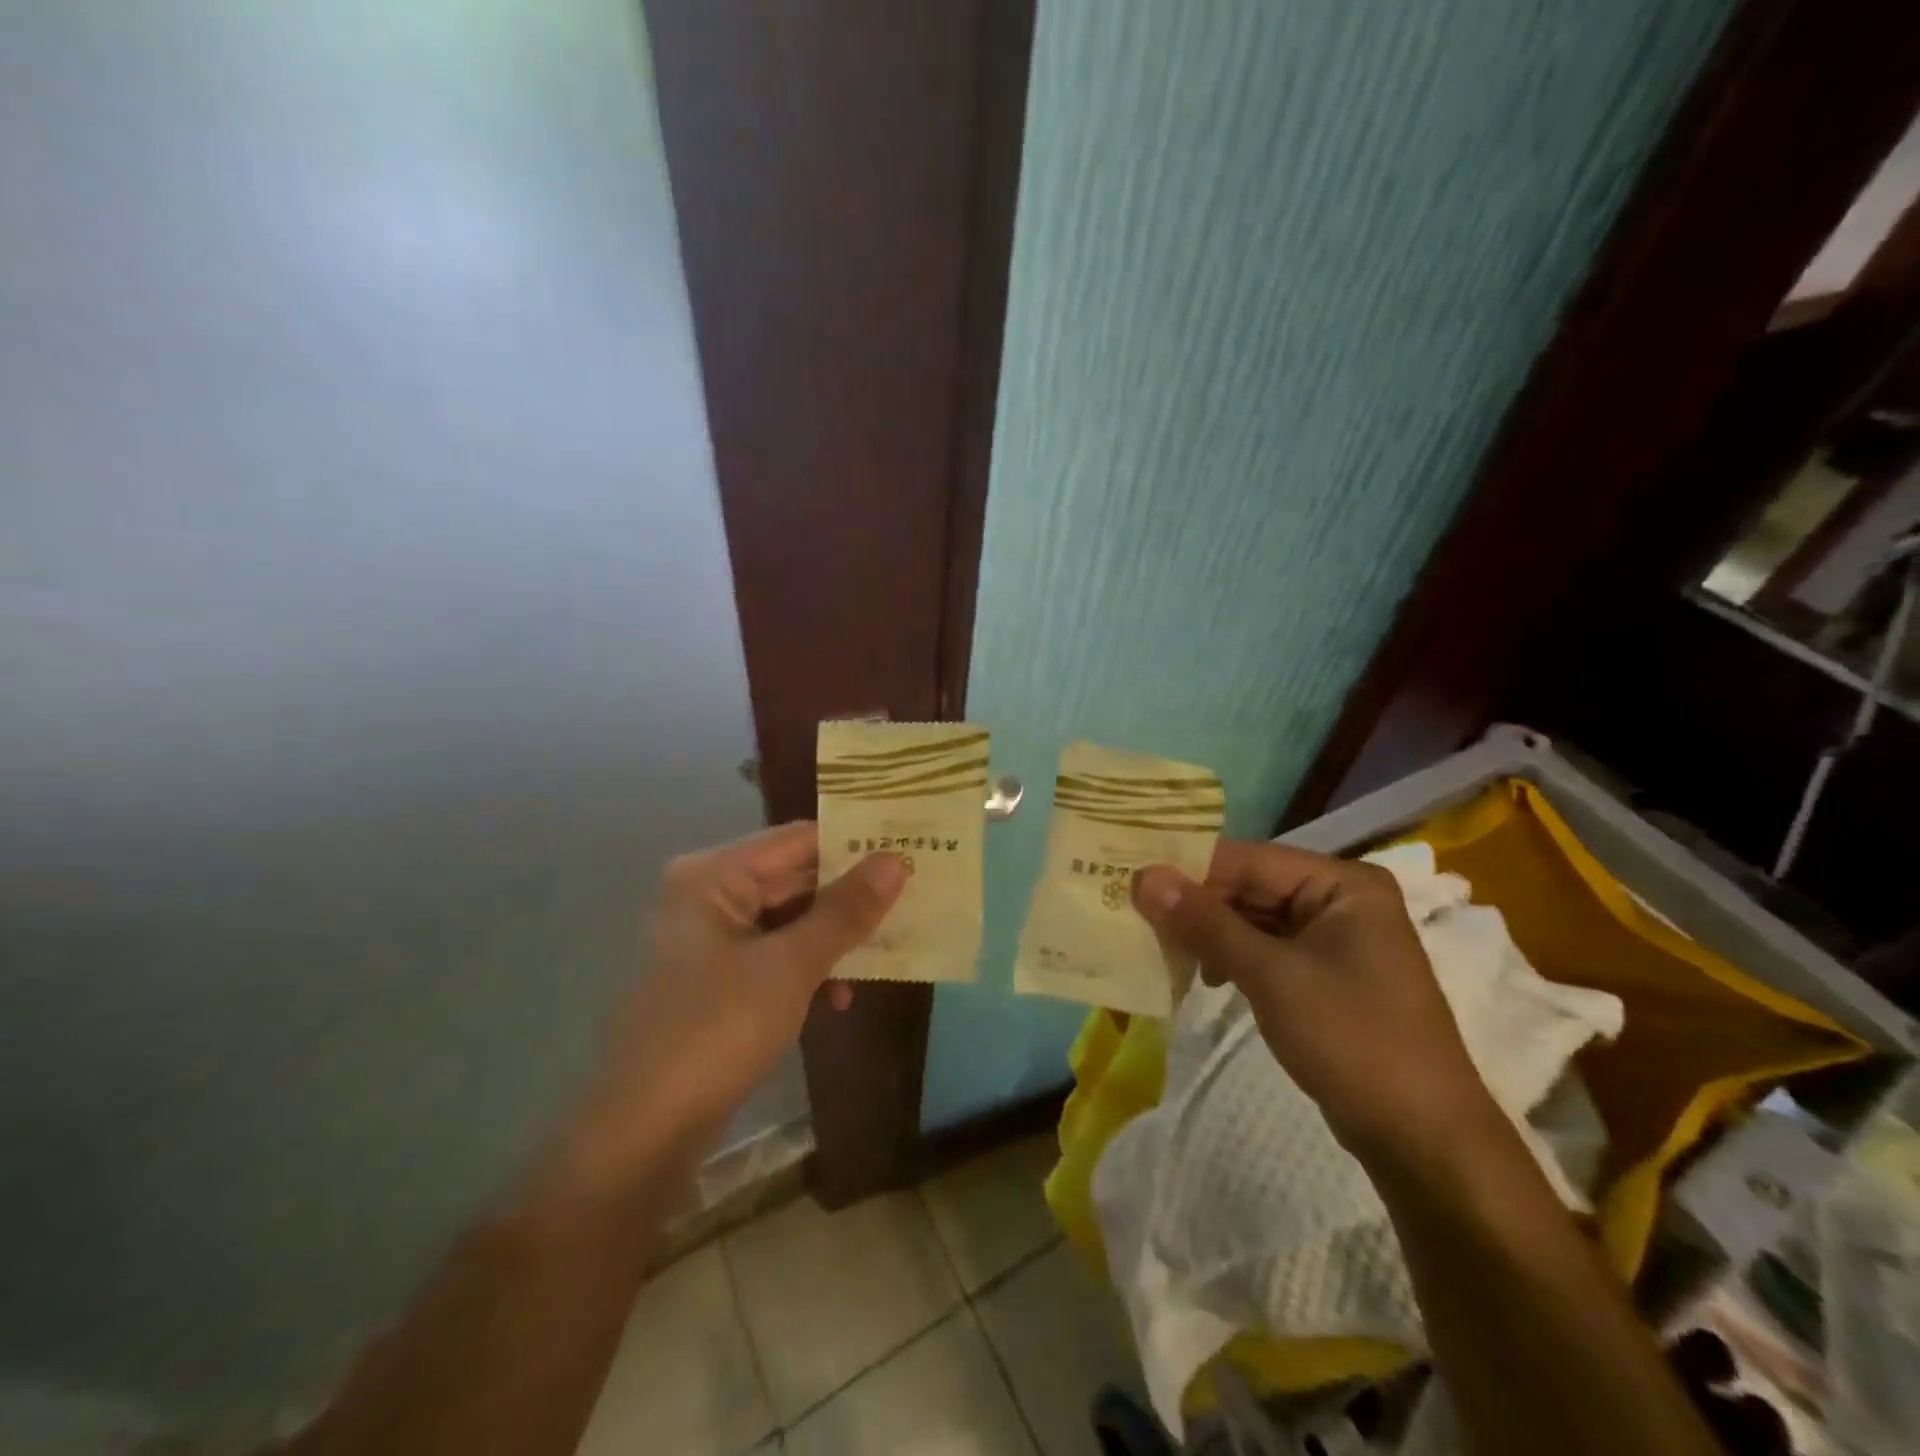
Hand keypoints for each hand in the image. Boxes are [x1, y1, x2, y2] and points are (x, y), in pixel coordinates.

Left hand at [562, 824, 905, 1188]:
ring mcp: (709, 940)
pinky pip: (775, 956)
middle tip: (913, 898)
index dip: (854, 845)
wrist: (644, 1133)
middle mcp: (707, 896)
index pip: (798, 840)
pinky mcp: (717, 981)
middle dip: (849, 896)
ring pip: (789, 921)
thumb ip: (845, 910)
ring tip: (888, 951)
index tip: (908, 851)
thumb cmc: (716, 1030)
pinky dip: (808, 969)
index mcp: (713, 876)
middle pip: (794, 879)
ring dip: (834, 938)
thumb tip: (896, 860)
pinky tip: (840, 998)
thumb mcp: (791, 966)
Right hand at [1134, 840, 1501, 1167]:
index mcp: (1342, 882)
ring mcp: (1333, 938)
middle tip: (1134, 914)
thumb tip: (1142, 876)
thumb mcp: (1271, 975)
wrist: (1423, 1141)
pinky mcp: (1323, 974)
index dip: (1188, 868)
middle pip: (1249, 886)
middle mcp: (1339, 899)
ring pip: (1252, 919)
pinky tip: (1201, 975)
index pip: (1248, 859)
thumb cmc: (1353, 1040)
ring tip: (1159, 947)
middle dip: (1195, 903)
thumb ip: (1205, 922)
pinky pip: (1264, 949)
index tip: (1130, 878)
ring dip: (1208, 932)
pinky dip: (1230, 957)